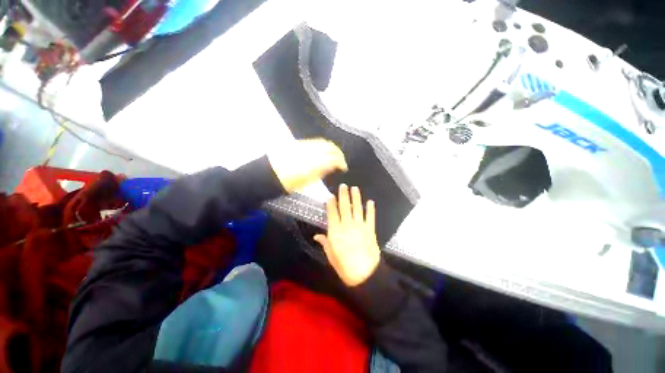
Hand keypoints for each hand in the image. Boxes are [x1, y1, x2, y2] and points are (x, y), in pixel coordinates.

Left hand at [268, 139, 347, 192]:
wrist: (270, 173)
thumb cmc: (288, 182)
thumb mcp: (307, 182)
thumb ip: (322, 172)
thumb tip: (333, 167)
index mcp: (313, 164)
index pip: (333, 159)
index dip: (342, 162)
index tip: (344, 167)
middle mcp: (311, 152)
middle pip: (330, 148)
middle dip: (339, 153)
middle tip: (342, 160)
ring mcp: (305, 146)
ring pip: (324, 142)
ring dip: (332, 147)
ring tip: (335, 154)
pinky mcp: (300, 143)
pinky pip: (315, 141)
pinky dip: (323, 144)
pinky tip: (324, 149)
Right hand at [314, 185, 380, 286]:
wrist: (365, 275)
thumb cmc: (344, 267)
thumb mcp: (331, 256)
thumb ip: (325, 243)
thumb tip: (316, 235)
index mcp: (335, 232)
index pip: (332, 214)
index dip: (331, 204)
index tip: (331, 196)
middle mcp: (347, 225)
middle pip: (344, 207)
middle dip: (343, 195)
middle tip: (343, 185)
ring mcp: (360, 226)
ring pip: (357, 208)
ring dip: (356, 197)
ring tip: (355, 188)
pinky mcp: (370, 230)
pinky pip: (370, 217)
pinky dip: (370, 209)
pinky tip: (370, 202)